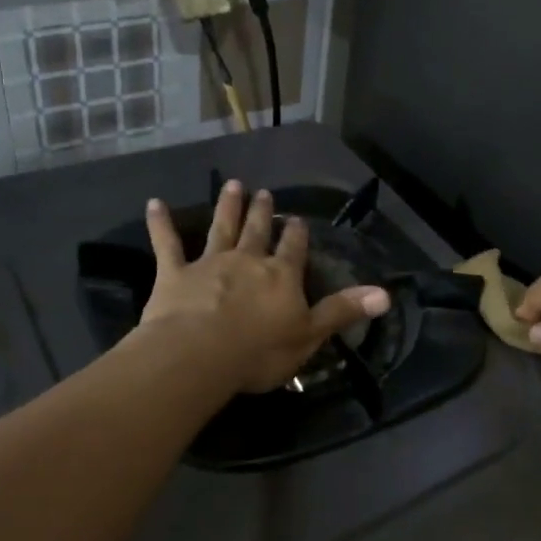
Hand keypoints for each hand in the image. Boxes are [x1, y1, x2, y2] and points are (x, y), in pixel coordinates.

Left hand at [140, 181, 389, 393]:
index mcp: (281, 276)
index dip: (296, 235)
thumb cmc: (259, 351)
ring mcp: (209, 264)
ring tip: (232, 185)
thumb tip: (386, 294)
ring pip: (220, 228)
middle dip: (262, 213)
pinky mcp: (174, 274)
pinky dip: (160, 224)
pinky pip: (166, 244)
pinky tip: (154, 203)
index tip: (297, 220)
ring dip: (227, 207)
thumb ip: (343, 311)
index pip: (293, 249)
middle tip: (263, 193)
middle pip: (257, 231)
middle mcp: (247, 261)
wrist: (200, 355)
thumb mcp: (310, 335)